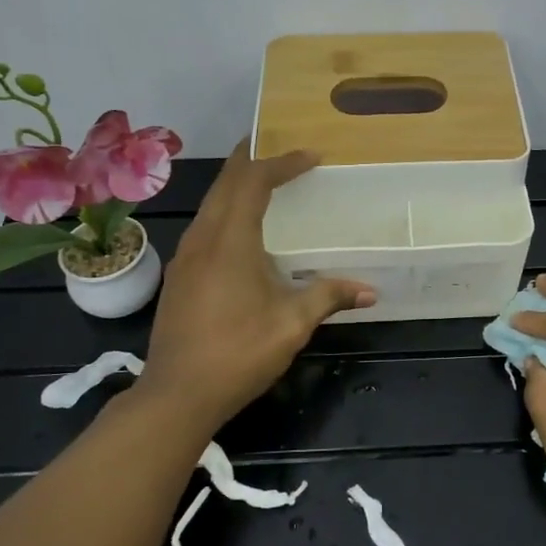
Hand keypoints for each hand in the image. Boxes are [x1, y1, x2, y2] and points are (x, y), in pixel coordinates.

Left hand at [140, 141, 374, 428]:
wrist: (176, 395)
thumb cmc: (237, 353)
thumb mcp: (291, 325)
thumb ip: (328, 297)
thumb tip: (370, 290)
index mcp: (230, 241)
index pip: (253, 182)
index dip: (282, 163)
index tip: (311, 157)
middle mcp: (202, 238)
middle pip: (225, 183)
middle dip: (252, 160)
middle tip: (281, 149)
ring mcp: (185, 257)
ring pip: (210, 203)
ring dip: (236, 184)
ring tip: (265, 182)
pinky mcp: (179, 275)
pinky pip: (204, 224)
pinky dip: (226, 209)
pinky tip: (241, 230)